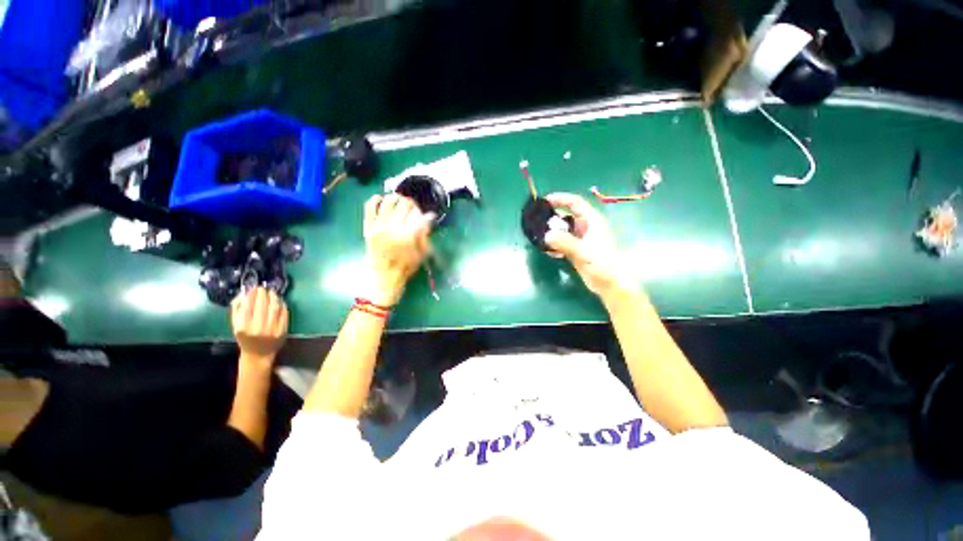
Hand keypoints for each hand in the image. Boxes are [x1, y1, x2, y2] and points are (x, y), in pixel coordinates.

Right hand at [231, 287, 287, 363]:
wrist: (258, 354)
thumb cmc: (245, 337)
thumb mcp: (236, 325)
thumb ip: (238, 308)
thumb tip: (245, 293)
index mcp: (243, 326)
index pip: (248, 305)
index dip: (252, 294)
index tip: (254, 288)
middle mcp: (258, 328)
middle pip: (263, 305)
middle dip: (264, 294)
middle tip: (264, 288)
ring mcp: (272, 329)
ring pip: (275, 308)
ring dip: (274, 297)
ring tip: (272, 293)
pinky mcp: (283, 330)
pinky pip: (284, 314)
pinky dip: (282, 305)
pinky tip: (280, 301)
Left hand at [363, 194, 432, 305]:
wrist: (383, 277)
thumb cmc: (405, 267)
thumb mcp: (422, 253)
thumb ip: (425, 234)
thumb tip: (427, 217)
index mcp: (408, 235)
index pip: (419, 215)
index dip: (425, 214)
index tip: (426, 217)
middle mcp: (393, 227)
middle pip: (406, 204)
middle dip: (413, 205)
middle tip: (414, 211)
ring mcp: (378, 225)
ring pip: (389, 200)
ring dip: (397, 199)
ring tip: (400, 204)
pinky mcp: (368, 226)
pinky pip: (370, 205)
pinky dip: (377, 199)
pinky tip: (383, 201)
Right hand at [543, 192, 635, 298]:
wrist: (609, 284)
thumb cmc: (602, 264)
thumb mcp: (583, 251)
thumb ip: (565, 242)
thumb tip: (547, 235)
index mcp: (591, 221)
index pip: (575, 203)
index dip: (560, 199)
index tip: (545, 201)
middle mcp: (585, 227)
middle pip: (566, 216)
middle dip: (552, 217)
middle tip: (537, 221)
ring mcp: (580, 239)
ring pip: (563, 230)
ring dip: (552, 232)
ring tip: (539, 235)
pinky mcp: (576, 250)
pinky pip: (562, 242)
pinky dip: (554, 244)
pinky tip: (547, 250)